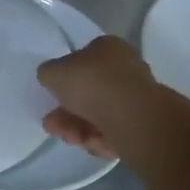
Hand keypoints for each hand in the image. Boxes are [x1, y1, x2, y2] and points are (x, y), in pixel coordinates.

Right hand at [37, 36, 161, 159]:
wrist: (131, 117)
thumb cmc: (91, 84)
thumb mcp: (53, 72)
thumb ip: (48, 73)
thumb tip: (52, 77)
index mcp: (109, 48)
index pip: (83, 59)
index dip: (65, 78)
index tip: (53, 95)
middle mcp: (125, 69)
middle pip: (88, 92)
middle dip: (66, 112)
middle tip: (53, 125)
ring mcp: (135, 98)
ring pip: (97, 115)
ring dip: (77, 128)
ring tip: (70, 137)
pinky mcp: (141, 124)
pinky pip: (111, 132)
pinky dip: (98, 138)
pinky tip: (91, 142)